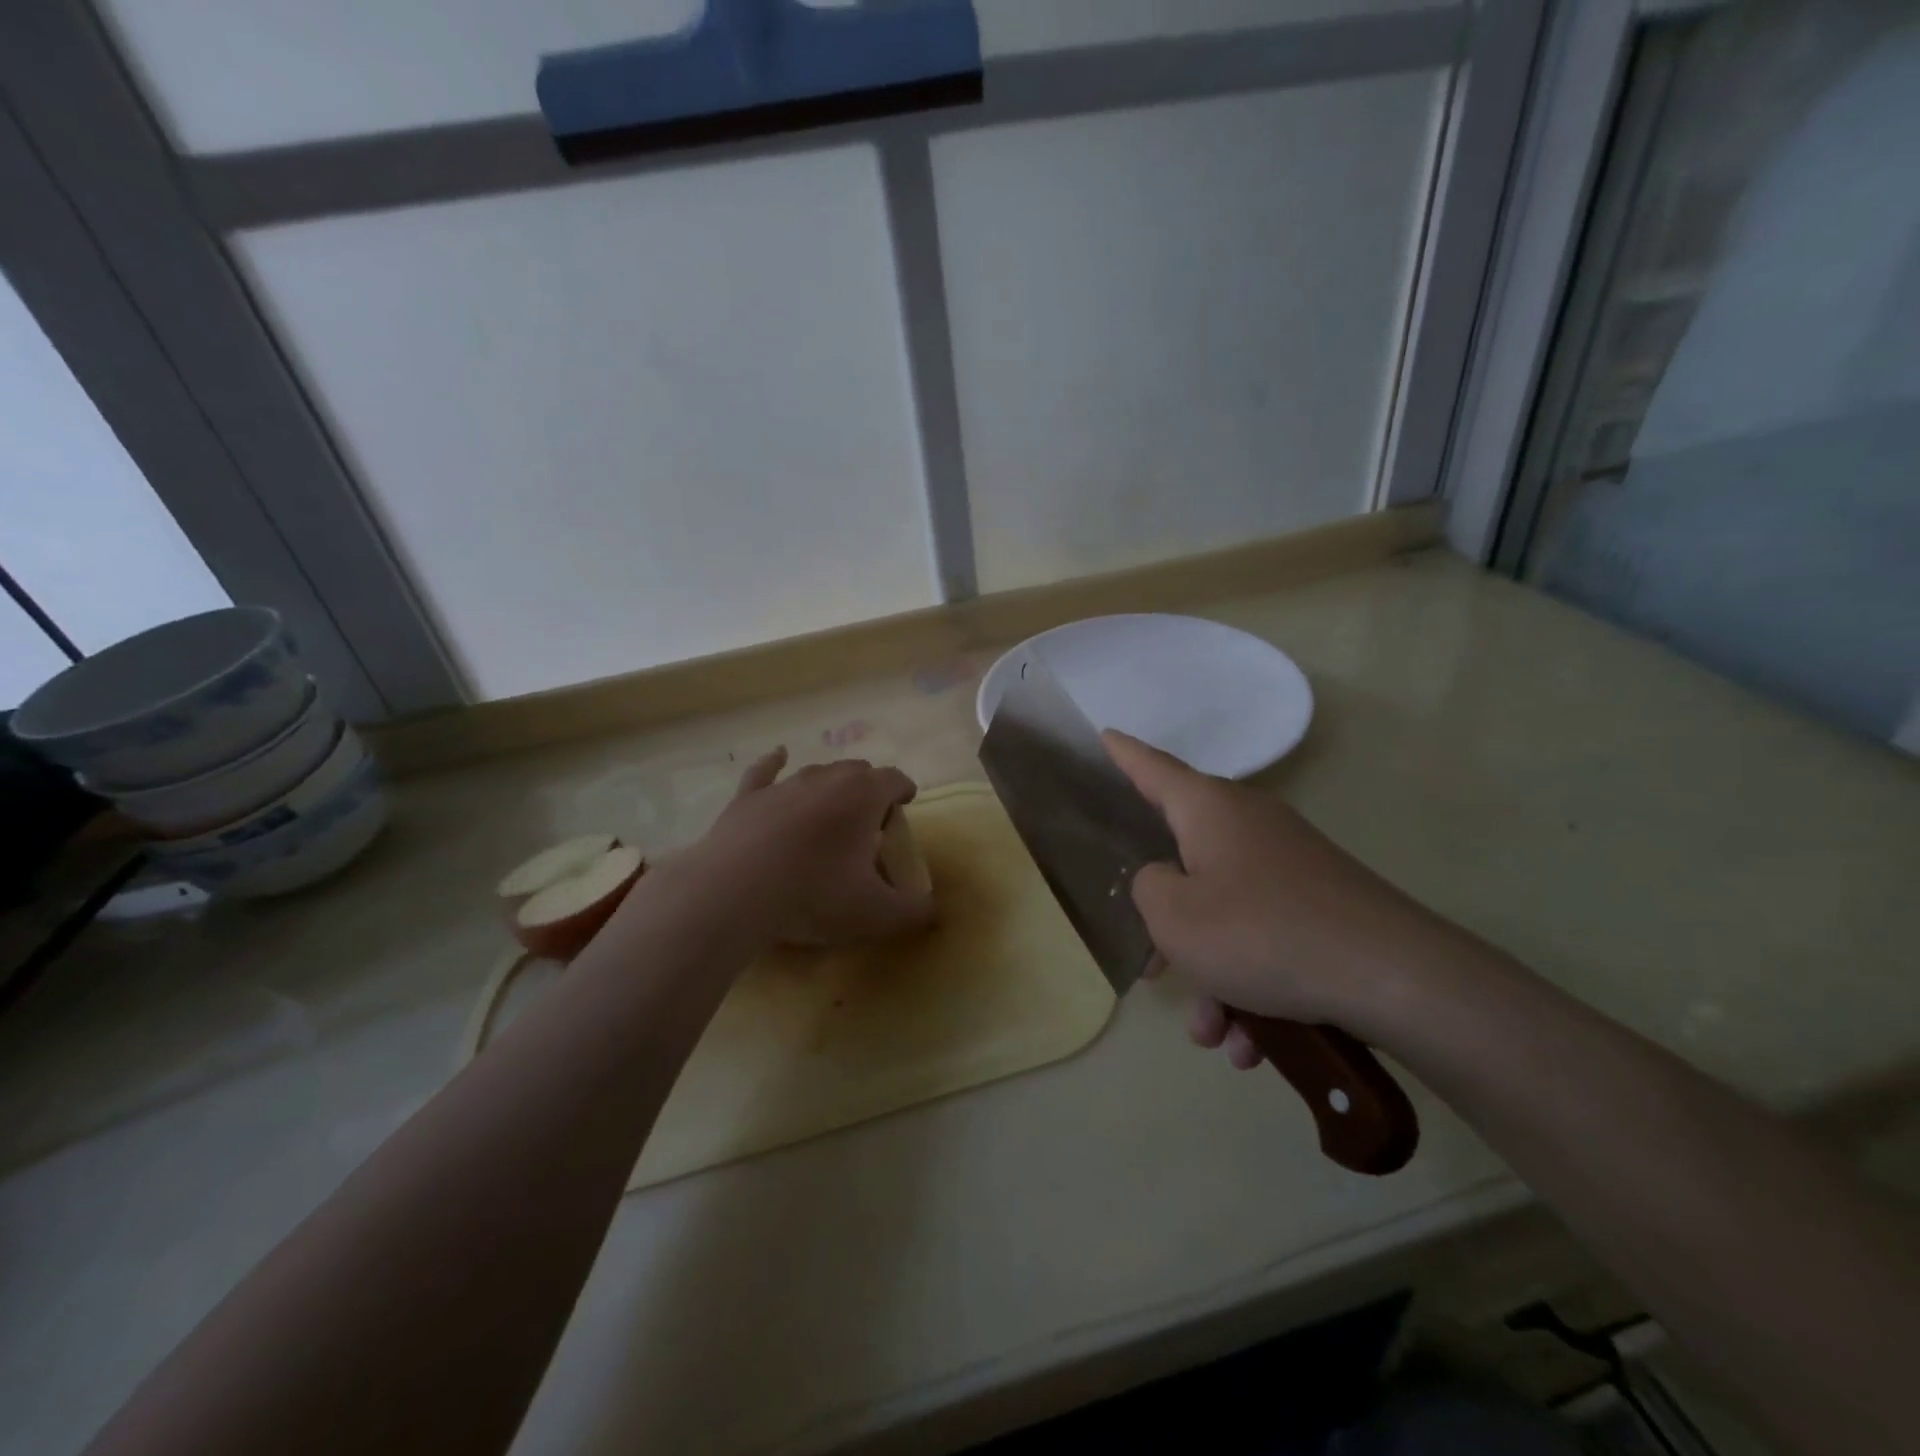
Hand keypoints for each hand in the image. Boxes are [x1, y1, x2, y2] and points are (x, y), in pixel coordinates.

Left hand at [684, 747, 934, 946]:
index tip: (906, 804)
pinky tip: (777, 755)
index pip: (894, 779)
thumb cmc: (814, 894)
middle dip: (869, 788)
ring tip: (832, 808)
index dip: (904, 789)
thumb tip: (933, 910)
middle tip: (869, 821)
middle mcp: (827, 778)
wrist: (734, 892)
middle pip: (857, 770)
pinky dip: (774, 763)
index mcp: (863, 796)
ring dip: (830, 785)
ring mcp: (784, 784)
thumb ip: (912, 911)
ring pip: (817, 772)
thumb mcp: (875, 913)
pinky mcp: (748, 797)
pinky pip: (765, 771)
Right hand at [1103, 731, 1459, 1067]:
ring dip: (1212, 977)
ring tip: (1215, 1034)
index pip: (1152, 769)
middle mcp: (1248, 825)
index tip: (1104, 736)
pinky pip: (1263, 940)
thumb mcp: (1174, 916)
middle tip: (1152, 966)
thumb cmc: (1261, 932)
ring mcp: (1288, 865)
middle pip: (1185, 862)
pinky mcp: (1318, 905)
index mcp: (1209, 809)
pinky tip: (1253, 1043)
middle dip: (1168, 925)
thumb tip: (1164, 881)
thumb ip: (1146, 889)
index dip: (1123, 755)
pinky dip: (1250, 988)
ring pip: (1224, 917)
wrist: (1393, 978)